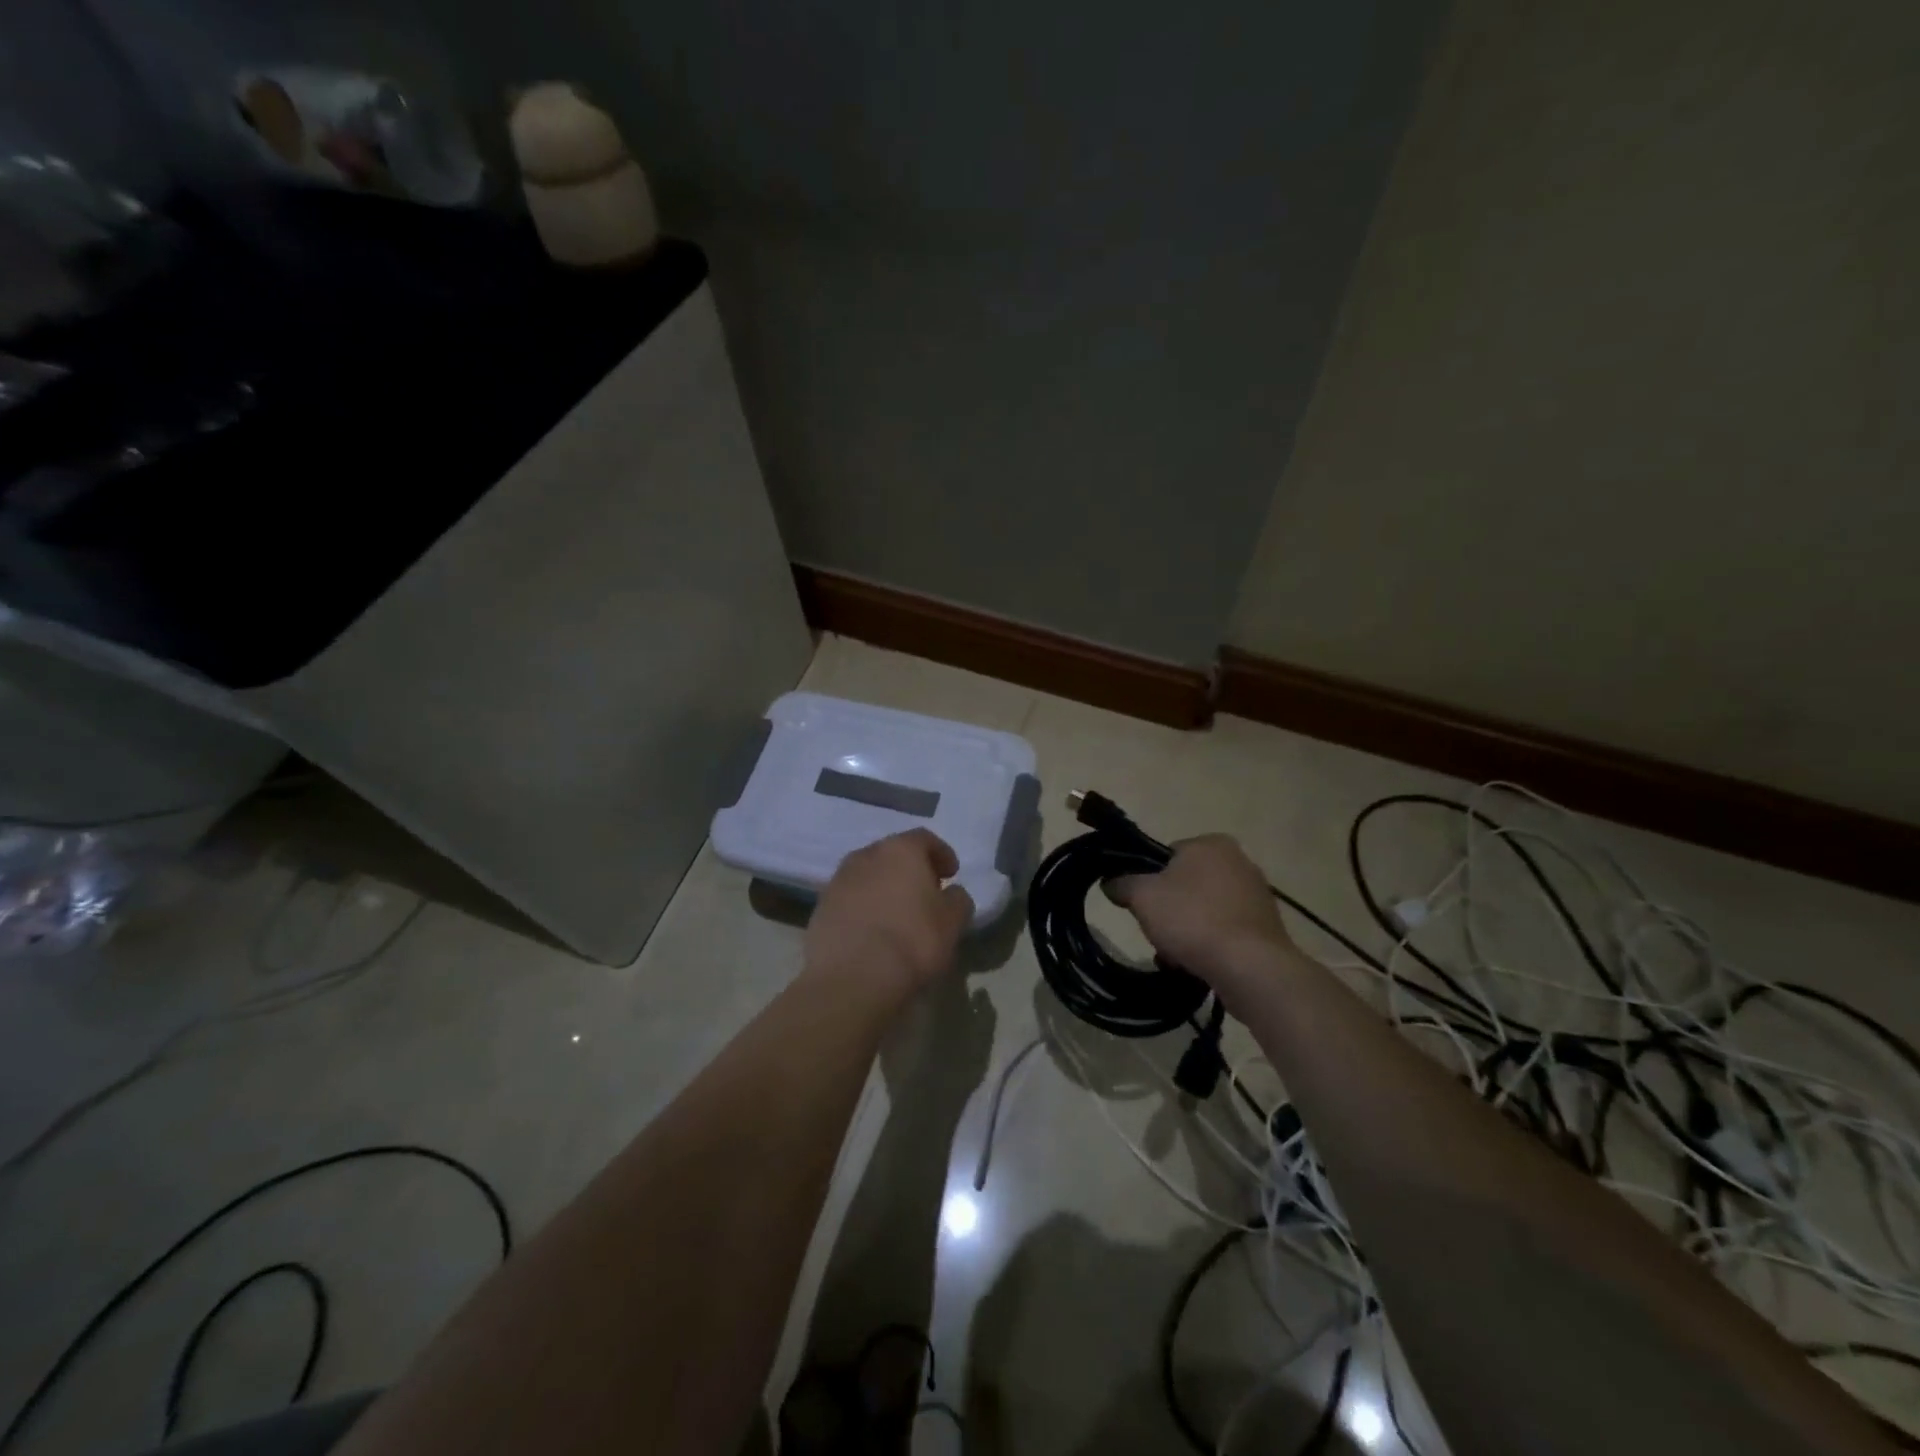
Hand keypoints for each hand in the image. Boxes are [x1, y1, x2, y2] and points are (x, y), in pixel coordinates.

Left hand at [805, 829, 972, 997]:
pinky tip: (872, 932)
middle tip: (925, 893)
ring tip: (897, 915)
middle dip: (910, 870)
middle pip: (892, 854)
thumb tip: (951, 894)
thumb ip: (958, 900)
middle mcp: (865, 855)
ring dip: (884, 888)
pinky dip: (863, 908)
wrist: (852, 979)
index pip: (924, 839)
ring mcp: (838, 881)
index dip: (941, 854)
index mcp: (900, 850)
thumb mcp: (952, 922)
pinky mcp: (820, 909)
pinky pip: (850, 900)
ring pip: (868, 876)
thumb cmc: (912, 941)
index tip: (951, 874)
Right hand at [1109, 835, 1295, 988]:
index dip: (1148, 880)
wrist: (1250, 967)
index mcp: (1211, 843)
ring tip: (1176, 956)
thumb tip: (1111, 882)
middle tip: (1157, 932)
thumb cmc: (1193, 920)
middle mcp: (1240, 861)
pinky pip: (1225, 931)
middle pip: (1186, 884)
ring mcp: (1257, 895)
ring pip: (1204, 910)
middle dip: (1169, 909)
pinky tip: (1199, 965)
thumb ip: (1122, 884)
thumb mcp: (1142, 897)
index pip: (1167, 854)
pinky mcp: (1267, 927)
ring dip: (1187, 930)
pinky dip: (1210, 945)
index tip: (1142, 905)